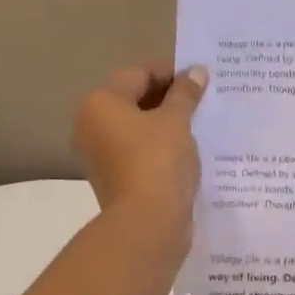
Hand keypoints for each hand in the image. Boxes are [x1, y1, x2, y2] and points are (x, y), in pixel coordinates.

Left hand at [72, 63, 206, 238]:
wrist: (147, 223)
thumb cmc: (158, 161)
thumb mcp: (177, 120)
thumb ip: (186, 93)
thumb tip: (196, 72)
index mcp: (100, 103)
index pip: (139, 74)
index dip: (171, 73)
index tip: (201, 81)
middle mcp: (91, 125)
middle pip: (134, 99)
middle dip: (169, 98)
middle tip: (203, 101)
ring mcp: (100, 154)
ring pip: (137, 127)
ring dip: (166, 124)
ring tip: (199, 125)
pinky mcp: (114, 178)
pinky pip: (139, 151)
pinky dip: (160, 147)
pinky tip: (187, 151)